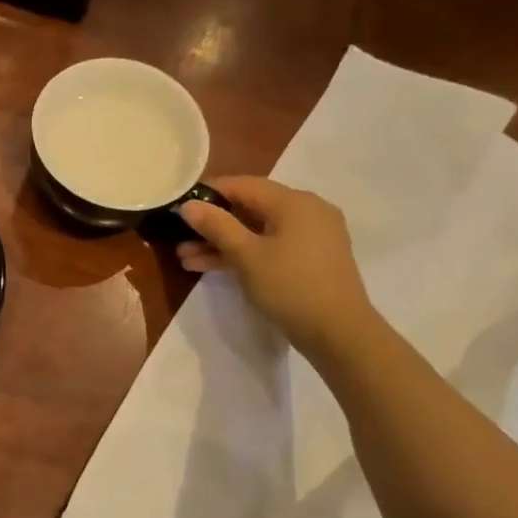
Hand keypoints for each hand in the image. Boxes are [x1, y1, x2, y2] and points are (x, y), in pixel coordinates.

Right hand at [176, 176, 377, 357]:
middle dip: (212, 223)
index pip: (243, 184)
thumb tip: (187, 205)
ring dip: (222, 242)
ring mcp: (311, 236)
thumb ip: (216, 226)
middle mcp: (306, 211)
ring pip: (257, 230)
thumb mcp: (246, 255)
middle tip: (179, 237)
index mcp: (294, 202)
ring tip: (186, 258)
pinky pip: (270, 245)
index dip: (208, 192)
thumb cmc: (290, 286)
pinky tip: (212, 266)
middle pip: (250, 207)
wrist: (339, 333)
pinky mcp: (310, 258)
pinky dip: (244, 253)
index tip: (179, 205)